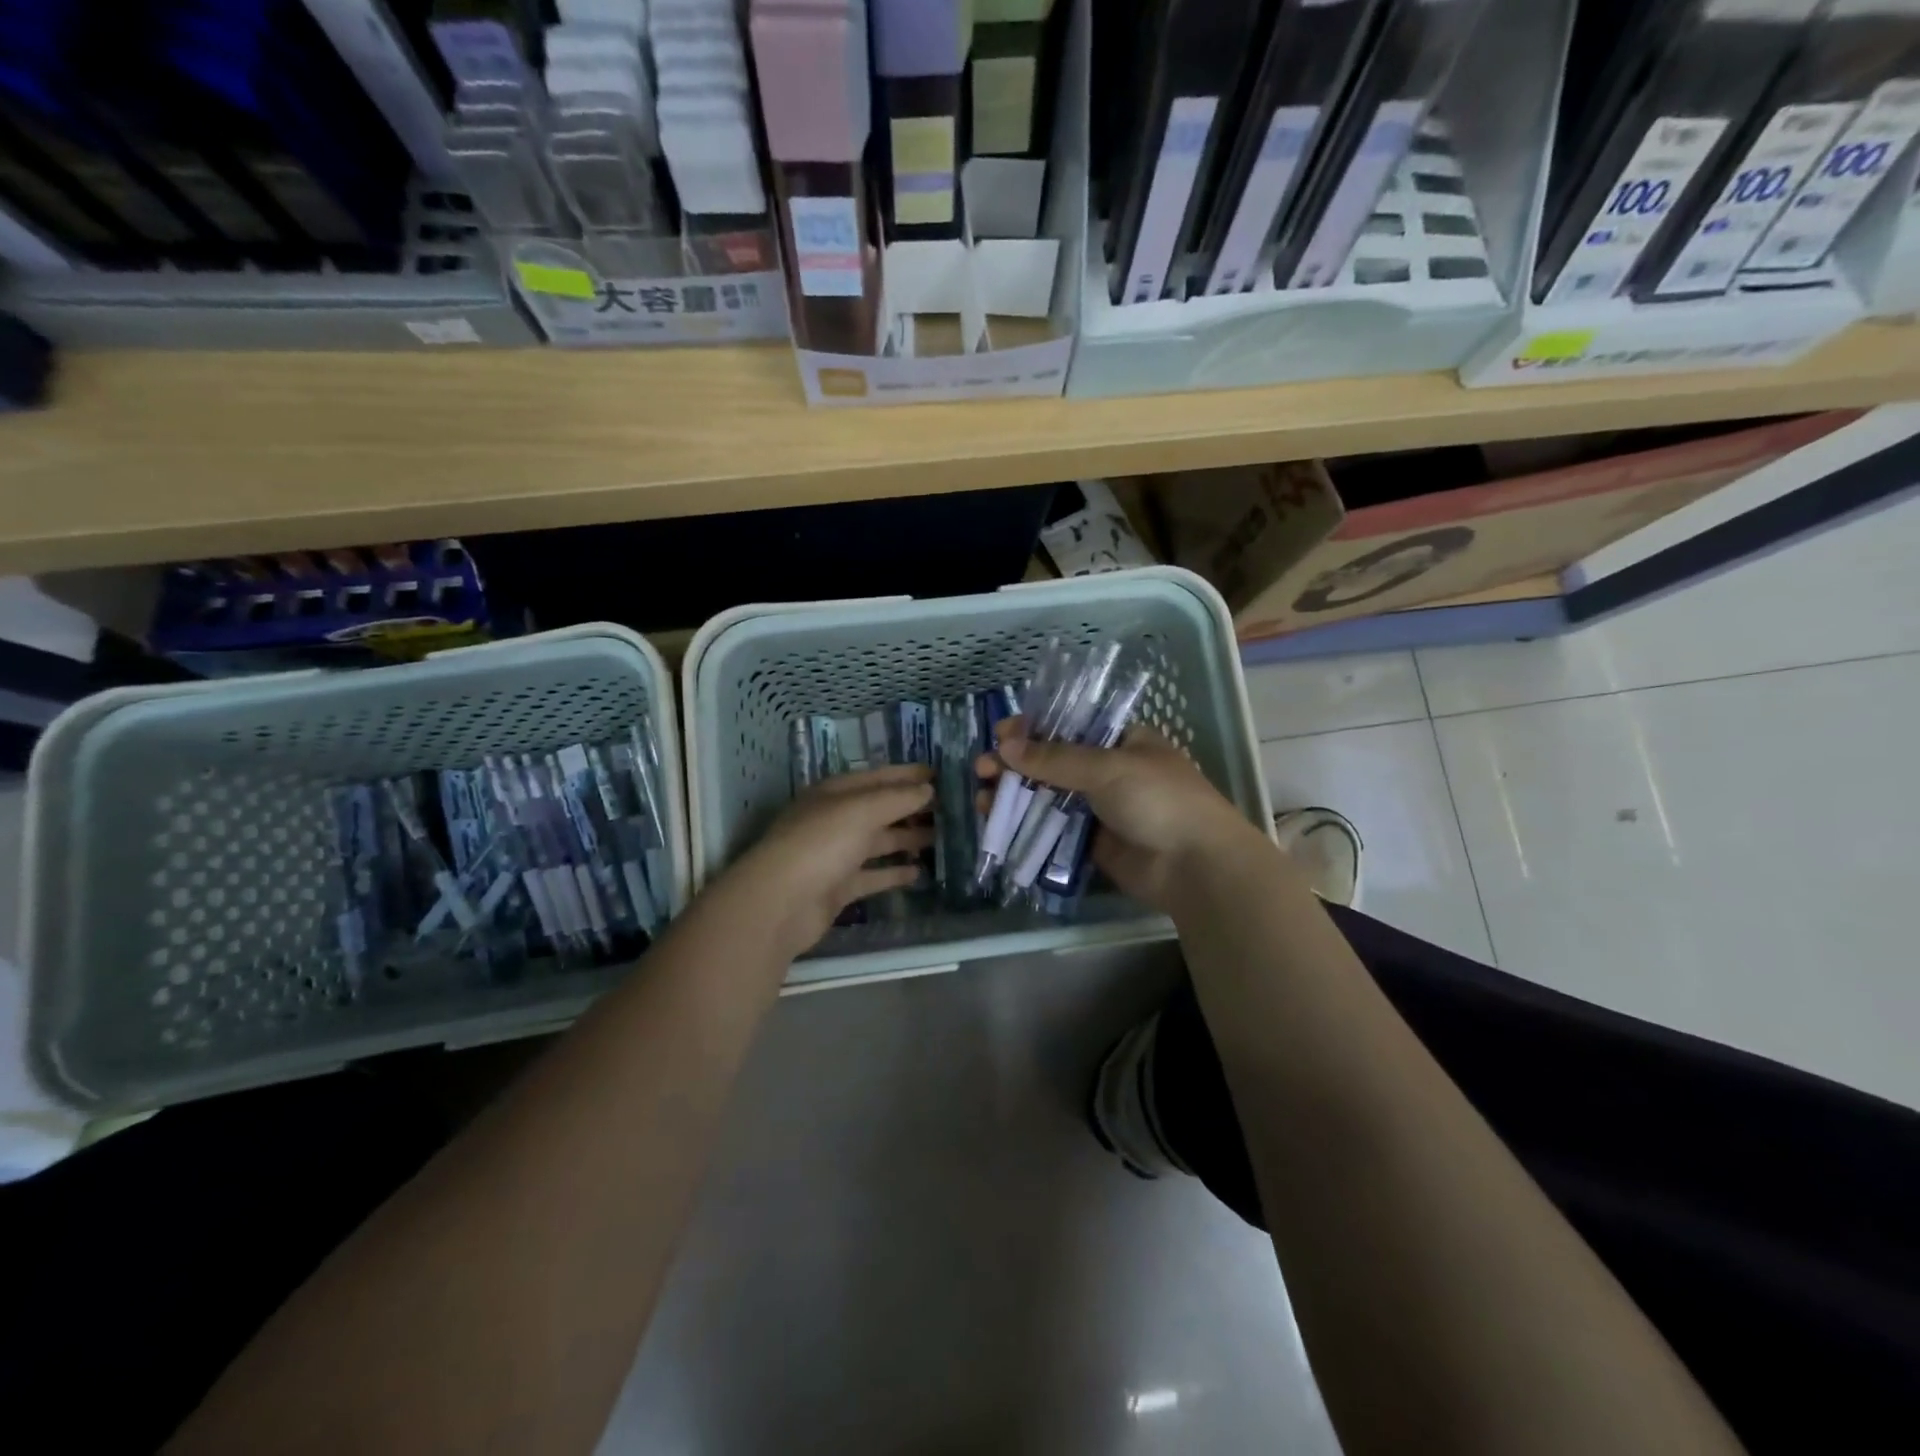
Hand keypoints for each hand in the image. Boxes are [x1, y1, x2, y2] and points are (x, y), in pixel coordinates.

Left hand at [730, 765, 934, 957]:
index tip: (940, 776)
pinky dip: (894, 873)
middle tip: (949, 810)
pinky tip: (919, 872)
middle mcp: (835, 820)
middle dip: (912, 808)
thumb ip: (898, 798)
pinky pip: (872, 876)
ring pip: (878, 843)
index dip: (908, 775)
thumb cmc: (821, 843)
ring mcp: (836, 855)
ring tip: (942, 839)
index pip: (878, 777)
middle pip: (880, 810)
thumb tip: (928, 790)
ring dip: (907, 839)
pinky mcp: (838, 887)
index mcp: (835, 793)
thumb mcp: (862, 810)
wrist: (781, 902)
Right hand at [978, 719, 1263, 911]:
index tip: (1000, 734)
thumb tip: (1005, 748)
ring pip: (1047, 796)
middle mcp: (1107, 770)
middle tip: (982, 769)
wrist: (1196, 866)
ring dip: (1014, 795)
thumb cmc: (1159, 800)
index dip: (1032, 728)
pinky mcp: (1091, 842)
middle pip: (1051, 761)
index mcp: (1120, 741)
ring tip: (981, 798)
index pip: (1068, 725)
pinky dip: (1026, 825)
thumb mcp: (1108, 768)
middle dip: (1015, 764)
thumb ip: (1055, 759)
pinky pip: (1052, 829)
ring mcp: (1099, 808)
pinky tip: (997, 824)